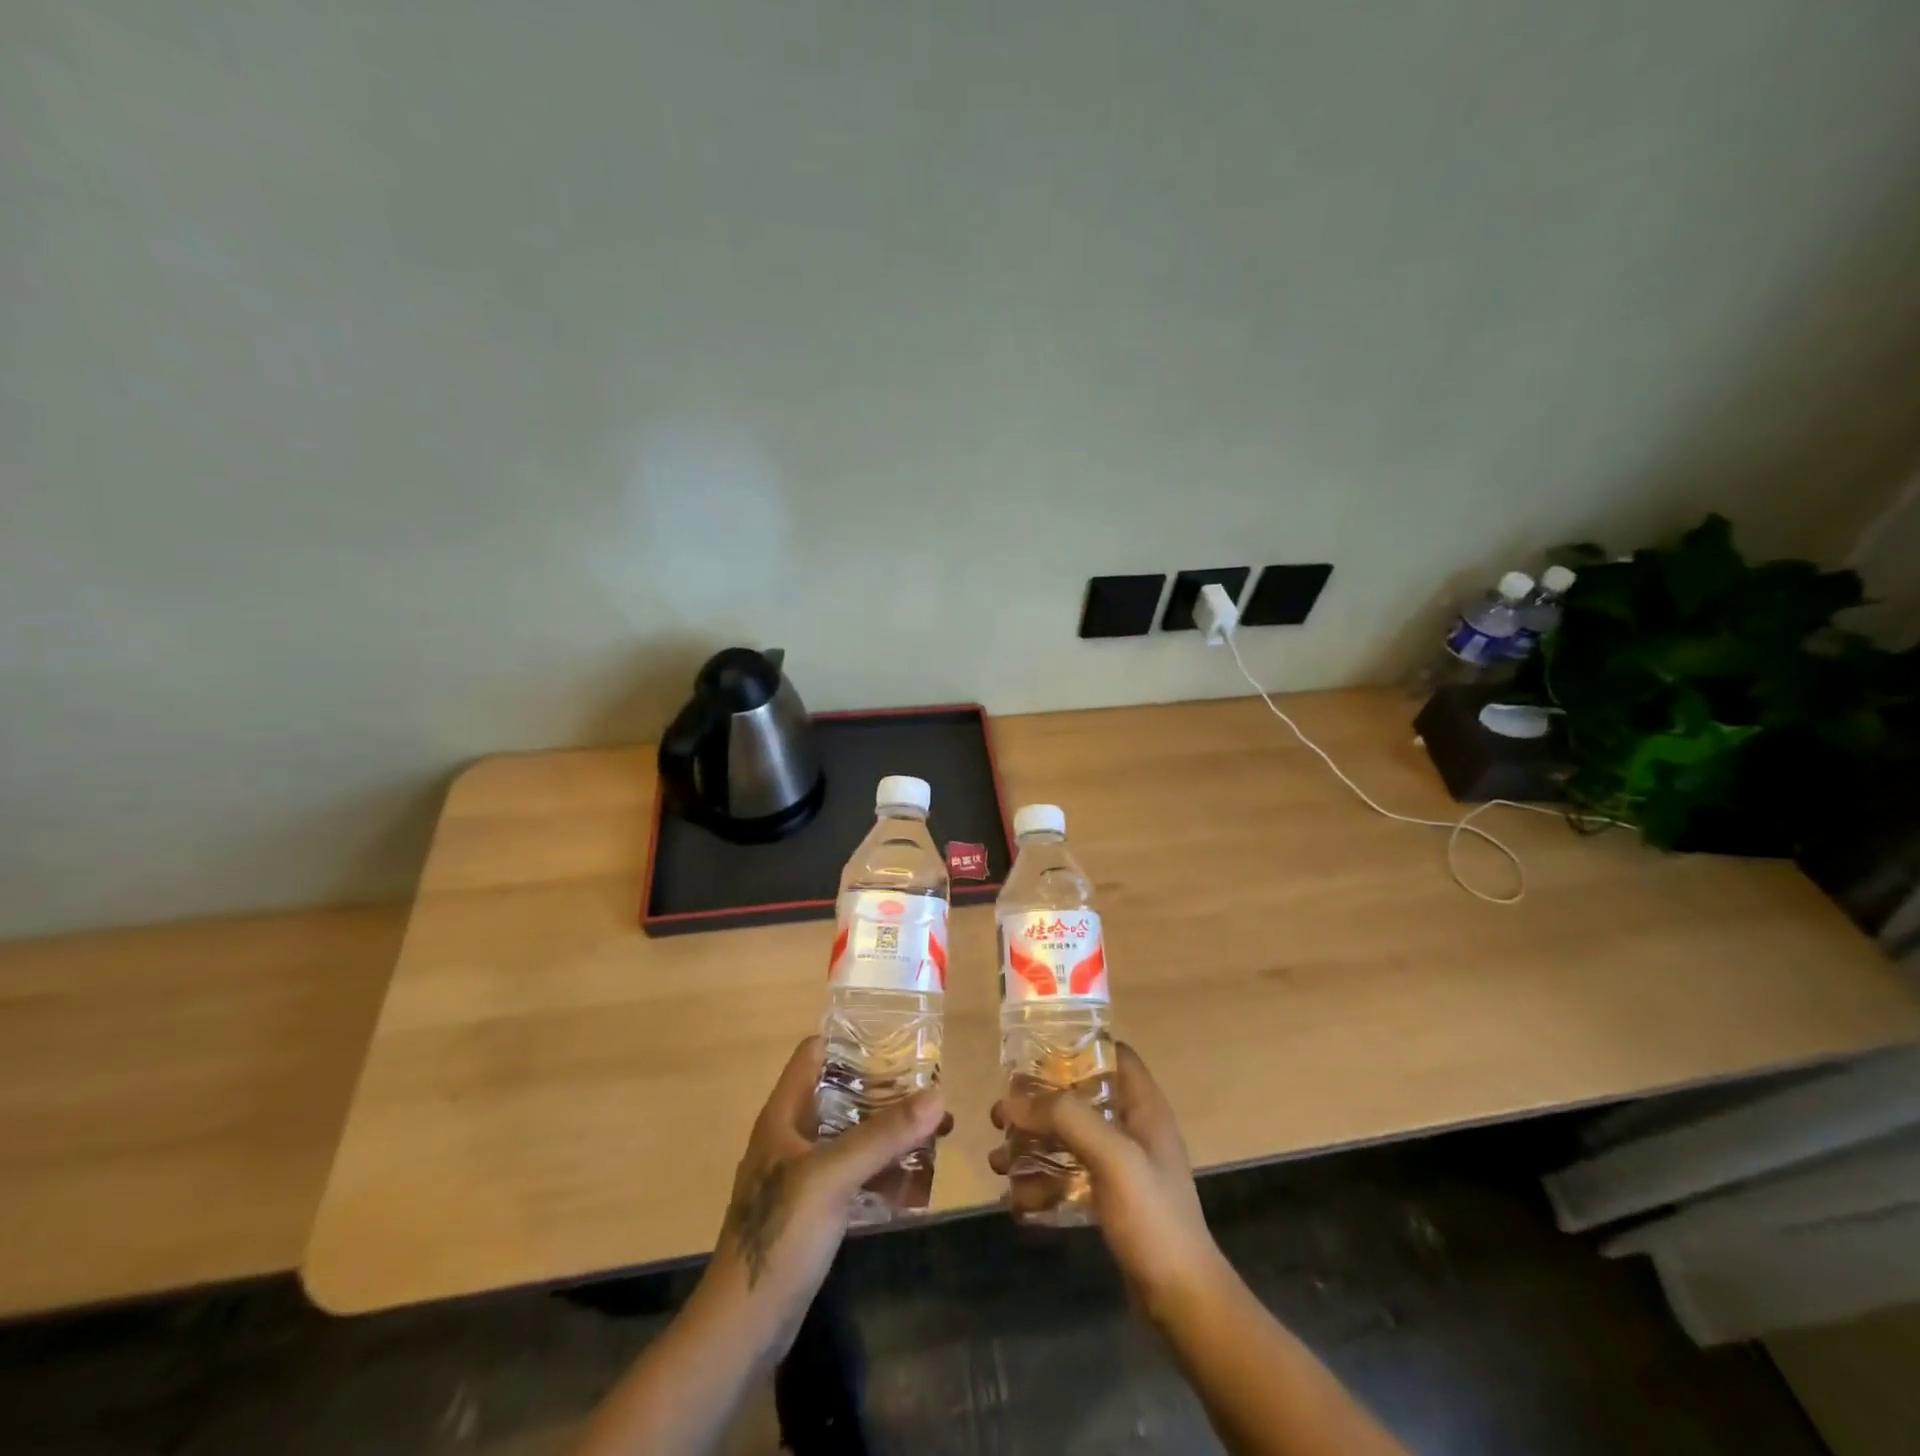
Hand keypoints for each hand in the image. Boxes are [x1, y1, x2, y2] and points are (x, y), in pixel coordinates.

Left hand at [699, 1035, 950, 1363]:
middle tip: (930, 1087)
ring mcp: (801, 1175)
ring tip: (934, 1127)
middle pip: (839, 1094)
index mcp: (783, 1115)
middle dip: (883, 1090)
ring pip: (849, 1136)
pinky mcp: (812, 1209)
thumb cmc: (780, 1234)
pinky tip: (915, 1174)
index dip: (852, 1040)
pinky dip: (880, 1167)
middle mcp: (791, 1136)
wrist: (743, 1326)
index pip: (814, 1054)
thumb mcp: (832, 1176)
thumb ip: (883, 1135)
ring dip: (887, 1131)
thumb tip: (938, 1094)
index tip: (898, 1039)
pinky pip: (852, 1173)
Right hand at [990, 1042, 1224, 1319]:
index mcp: (1143, 1107)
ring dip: (1032, 1147)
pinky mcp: (1110, 1202)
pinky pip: (1069, 1179)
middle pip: (1079, 1098)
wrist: (1182, 1304)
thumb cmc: (1153, 1217)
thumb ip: (1066, 1118)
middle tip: (999, 1116)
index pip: (1112, 1055)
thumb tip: (1014, 1098)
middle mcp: (1133, 1129)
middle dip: (1037, 1106)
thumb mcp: (1112, 1157)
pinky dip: (1042, 1185)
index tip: (1032, 1054)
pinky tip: (1015, 1202)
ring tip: (998, 1162)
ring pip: (1068, 1140)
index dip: (1076, 1047)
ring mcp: (1122, 1167)